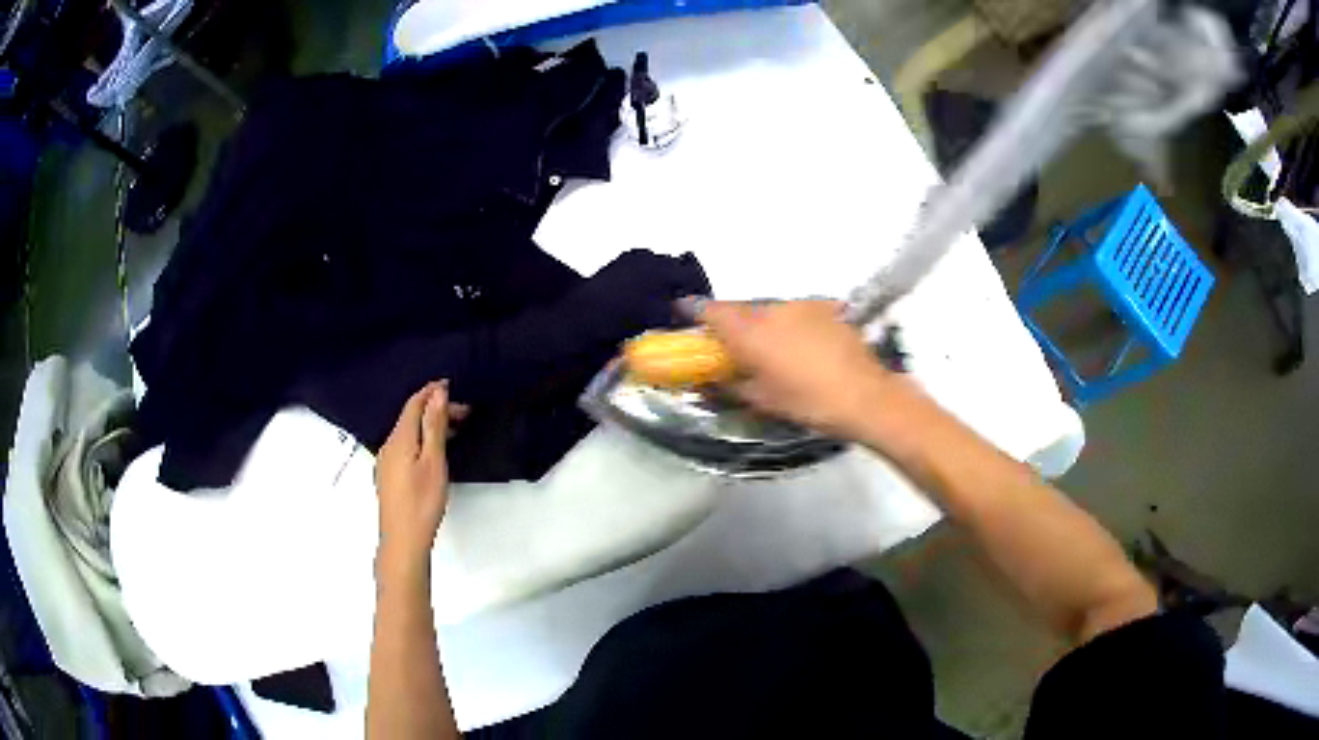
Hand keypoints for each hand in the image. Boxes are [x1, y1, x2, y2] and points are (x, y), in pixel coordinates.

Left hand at [375, 381, 467, 575]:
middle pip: (411, 417)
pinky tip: (435, 450)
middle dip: (434, 409)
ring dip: (430, 425)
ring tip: (455, 429)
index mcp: (399, 439)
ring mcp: (387, 461)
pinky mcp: (390, 475)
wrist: (403, 540)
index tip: (452, 385)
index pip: (413, 404)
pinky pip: (406, 446)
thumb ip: (434, 426)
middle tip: (464, 413)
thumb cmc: (421, 502)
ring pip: (409, 433)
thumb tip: (437, 394)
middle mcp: (389, 445)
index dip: (431, 391)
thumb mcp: (433, 461)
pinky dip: (422, 439)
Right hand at [692, 299, 903, 436]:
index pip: (711, 311)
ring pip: (771, 310)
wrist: (864, 395)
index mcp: (749, 332)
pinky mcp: (826, 307)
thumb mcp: (762, 400)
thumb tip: (711, 378)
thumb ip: (731, 384)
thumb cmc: (808, 401)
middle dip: (734, 324)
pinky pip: (798, 313)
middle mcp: (771, 309)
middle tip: (736, 346)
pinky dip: (793, 325)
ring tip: (777, 350)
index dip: (694, 311)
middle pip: (741, 309)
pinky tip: (804, 346)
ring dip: (765, 325)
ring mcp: (801, 305)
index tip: (685, 315)